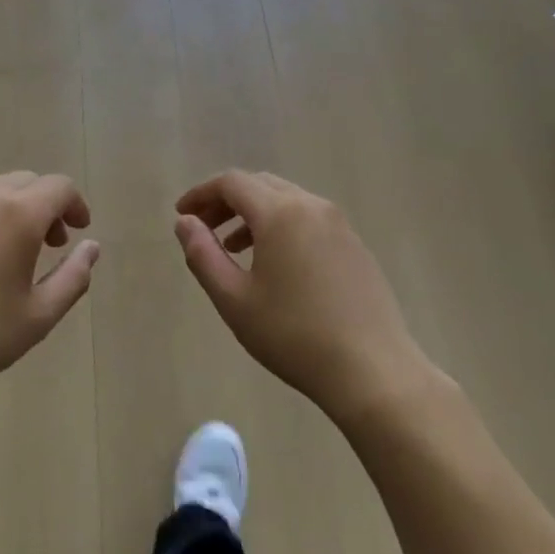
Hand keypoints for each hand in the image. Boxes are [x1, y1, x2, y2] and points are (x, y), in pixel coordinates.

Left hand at [0, 172, 98, 415]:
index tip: (77, 229)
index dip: (75, 204)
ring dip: (4, 213)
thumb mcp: (38, 318)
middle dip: (42, 207)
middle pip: (22, 183)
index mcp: (16, 215)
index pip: (59, 186)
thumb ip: (74, 277)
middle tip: (46, 244)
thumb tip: (91, 247)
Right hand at [175, 171, 431, 423]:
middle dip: (226, 201)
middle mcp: (312, 206)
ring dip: (254, 214)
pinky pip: (308, 219)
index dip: (201, 193)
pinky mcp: (355, 246)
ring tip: (233, 248)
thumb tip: (185, 223)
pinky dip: (281, 226)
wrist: (373, 370)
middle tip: (203, 229)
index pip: (232, 183)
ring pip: (286, 201)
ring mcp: (339, 224)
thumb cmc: (293, 335)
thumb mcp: (234, 299)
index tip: (182, 215)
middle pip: (260, 185)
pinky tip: (275, 264)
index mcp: (280, 213)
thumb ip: (203, 255)